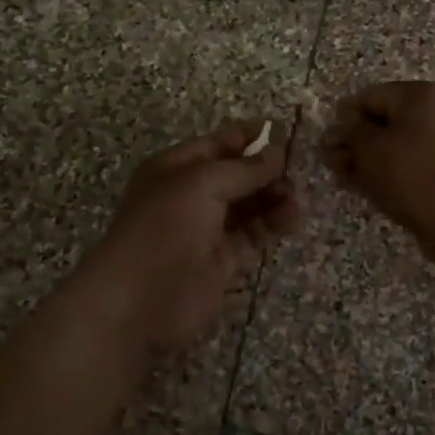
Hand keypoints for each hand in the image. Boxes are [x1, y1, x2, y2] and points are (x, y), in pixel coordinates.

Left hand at [79, 121, 301, 353]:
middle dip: (266, 169)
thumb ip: (244, 168)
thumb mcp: (202, 184)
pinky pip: (253, 233)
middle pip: (237, 174)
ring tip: (295, 198)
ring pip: (249, 204)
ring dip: (274, 196)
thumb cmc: (164, 228)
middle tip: (295, 171)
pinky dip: (273, 223)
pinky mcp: (224, 259)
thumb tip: (278, 152)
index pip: (218, 143)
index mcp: (176, 168)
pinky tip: (292, 217)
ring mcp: (208, 228)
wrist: (139, 301)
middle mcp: (192, 195)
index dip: (249, 136)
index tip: (285, 132)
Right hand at [322, 82, 434, 269]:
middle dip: (355, 143)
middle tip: (332, 164)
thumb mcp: (369, 148)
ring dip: (369, 161)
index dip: (343, 118)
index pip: (370, 96)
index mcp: (420, 95)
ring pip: (397, 146)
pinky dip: (390, 174)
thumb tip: (343, 128)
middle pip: (385, 122)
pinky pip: (412, 165)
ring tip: (344, 179)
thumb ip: (350, 134)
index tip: (326, 142)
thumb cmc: (411, 171)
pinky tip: (368, 189)